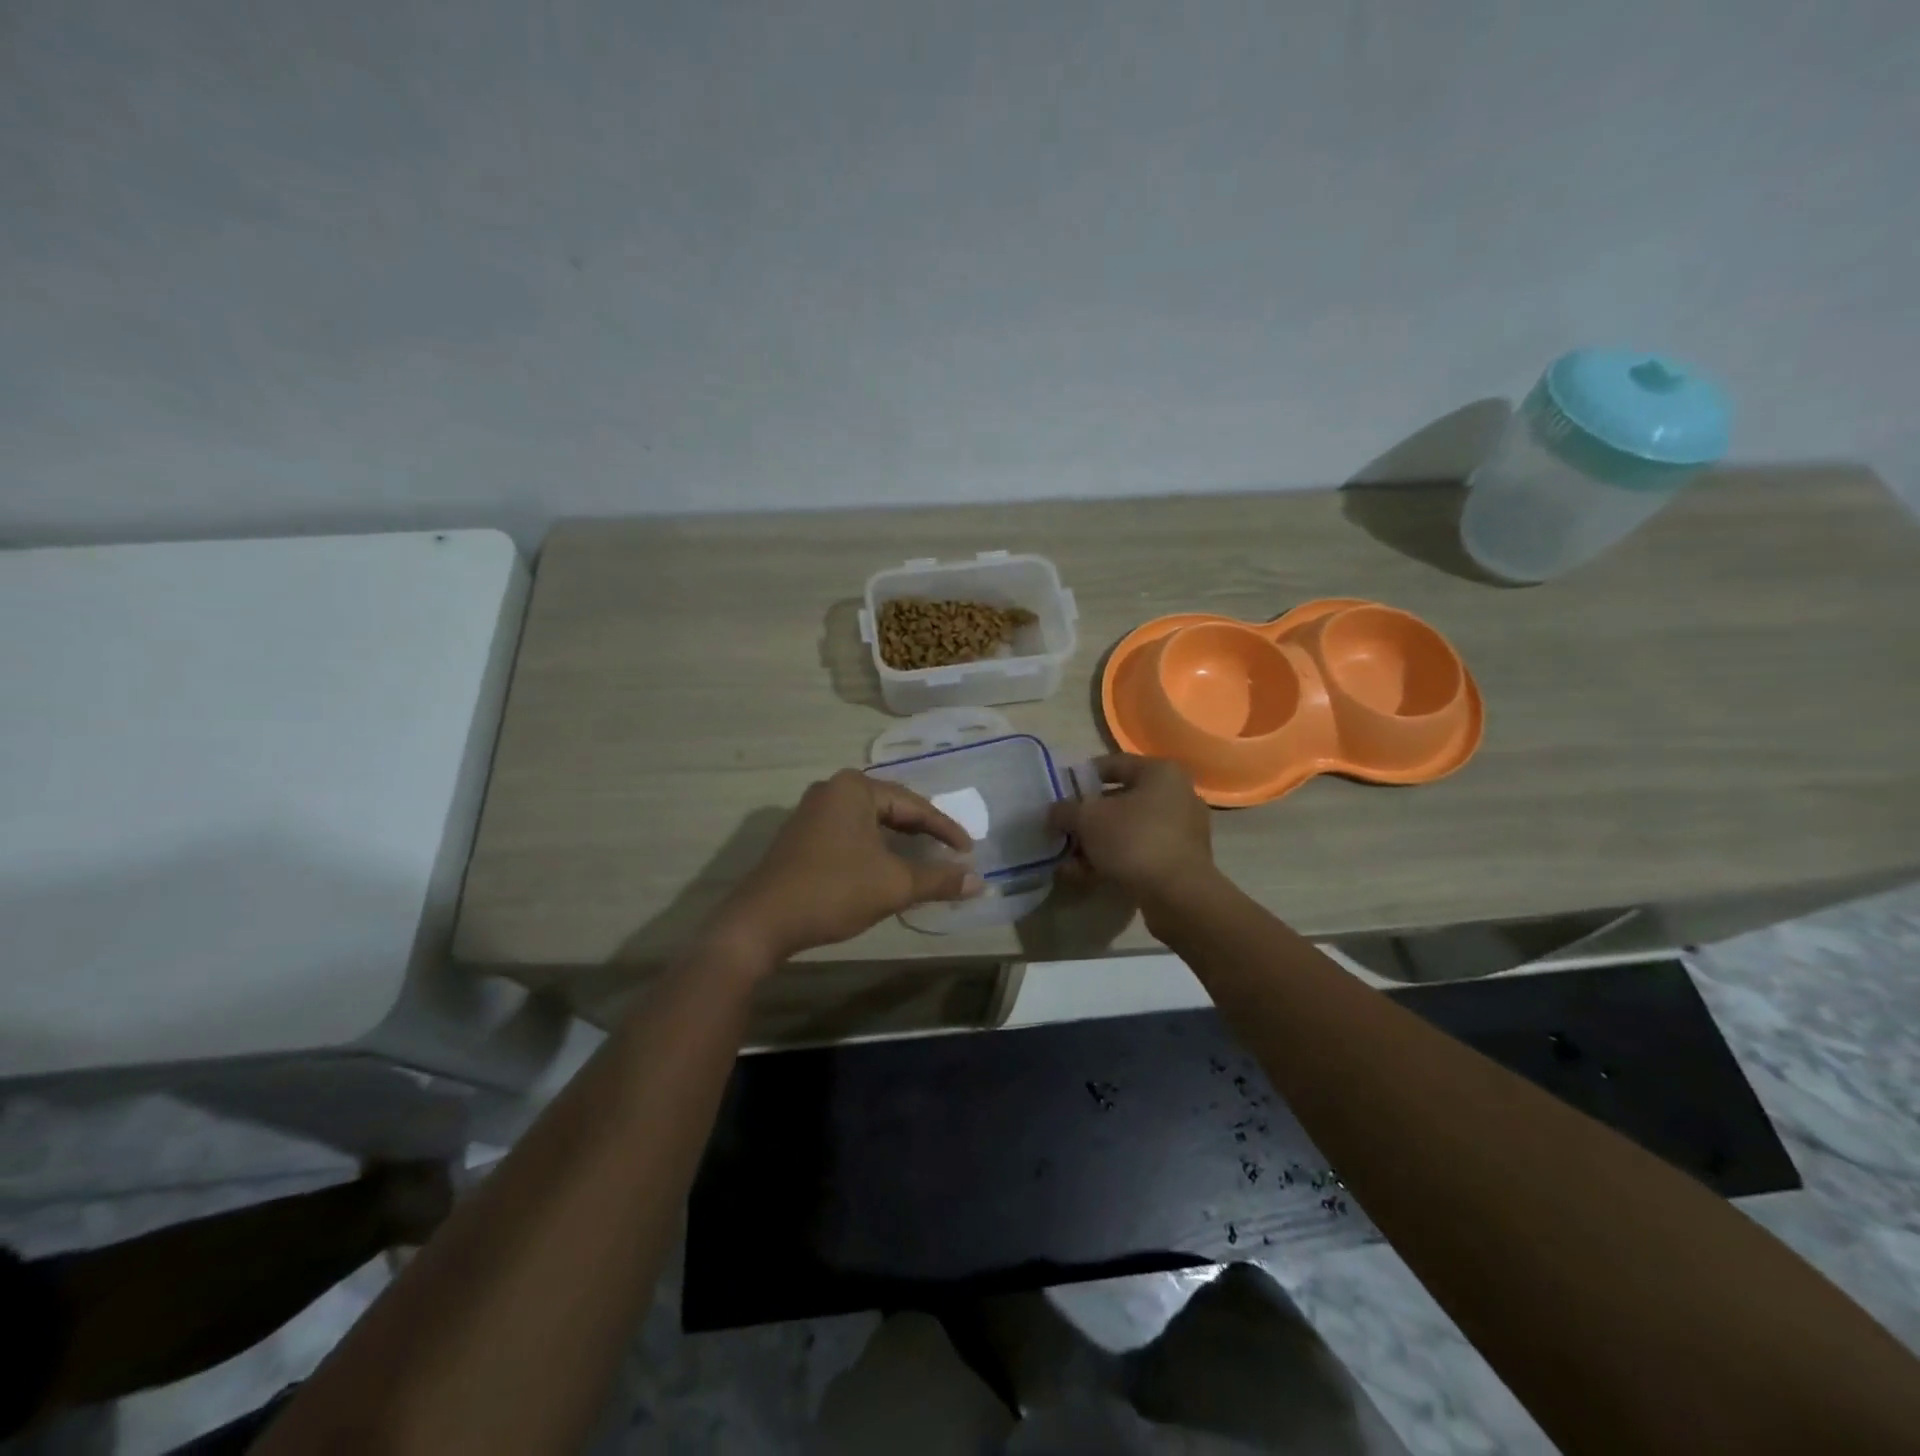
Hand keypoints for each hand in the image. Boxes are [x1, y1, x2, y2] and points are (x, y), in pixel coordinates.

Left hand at [709, 770, 981, 966]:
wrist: (762, 922)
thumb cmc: (833, 891)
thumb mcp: (894, 885)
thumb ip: (939, 879)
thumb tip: (980, 883)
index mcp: (855, 788)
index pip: (914, 805)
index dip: (945, 829)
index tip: (969, 851)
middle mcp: (832, 789)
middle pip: (892, 807)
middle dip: (922, 830)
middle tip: (950, 851)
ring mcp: (812, 811)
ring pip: (870, 821)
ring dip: (898, 840)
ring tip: (924, 856)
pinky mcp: (801, 834)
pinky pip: (850, 832)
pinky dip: (874, 846)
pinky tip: (886, 865)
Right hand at [1048, 754, 1216, 917]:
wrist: (1179, 895)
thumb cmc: (1133, 840)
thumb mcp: (1087, 819)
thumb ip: (1065, 810)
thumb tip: (1054, 812)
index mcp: (1160, 773)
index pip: (1113, 764)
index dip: (1082, 777)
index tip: (1060, 794)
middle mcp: (1177, 795)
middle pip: (1120, 800)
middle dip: (1087, 817)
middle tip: (1063, 829)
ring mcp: (1182, 830)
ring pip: (1128, 829)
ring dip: (1096, 843)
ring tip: (1068, 860)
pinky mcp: (1181, 860)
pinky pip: (1140, 852)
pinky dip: (1114, 860)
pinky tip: (1085, 875)